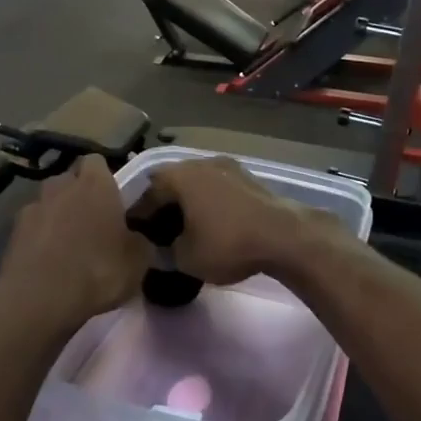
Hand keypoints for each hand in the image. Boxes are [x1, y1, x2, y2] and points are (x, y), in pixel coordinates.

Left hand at [0, 158, 148, 340]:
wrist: (37, 301)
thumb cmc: (96, 272)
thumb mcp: (137, 262)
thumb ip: (141, 242)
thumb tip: (137, 238)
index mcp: (95, 184)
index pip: (97, 162)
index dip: (105, 177)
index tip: (114, 199)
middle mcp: (61, 186)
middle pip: (70, 180)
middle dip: (79, 195)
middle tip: (93, 222)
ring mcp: (32, 207)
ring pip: (49, 203)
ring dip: (57, 216)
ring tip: (67, 245)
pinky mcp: (12, 233)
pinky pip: (32, 227)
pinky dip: (39, 238)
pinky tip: (47, 262)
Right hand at [138, 157, 346, 285]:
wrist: (284, 235)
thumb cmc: (227, 243)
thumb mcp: (186, 258)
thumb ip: (164, 253)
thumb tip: (157, 251)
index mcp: (178, 176)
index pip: (147, 195)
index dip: (139, 218)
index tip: (136, 238)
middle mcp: (199, 162)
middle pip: (171, 183)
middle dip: (163, 206)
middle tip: (159, 232)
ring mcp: (227, 166)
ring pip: (196, 183)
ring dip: (188, 202)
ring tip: (185, 228)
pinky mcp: (248, 177)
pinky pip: (217, 188)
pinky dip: (209, 203)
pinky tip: (212, 223)